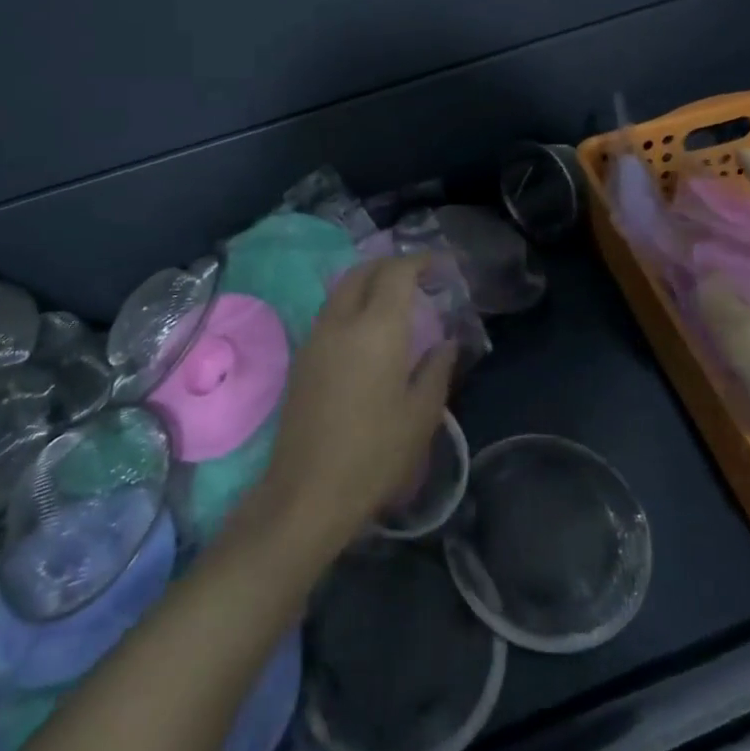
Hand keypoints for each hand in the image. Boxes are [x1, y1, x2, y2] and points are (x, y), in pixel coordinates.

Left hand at [248, 257, 455, 556]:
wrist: (308, 490)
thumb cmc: (375, 454)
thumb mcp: (421, 415)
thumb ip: (437, 370)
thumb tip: (447, 342)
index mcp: (377, 328)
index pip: (396, 272)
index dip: (418, 261)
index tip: (438, 265)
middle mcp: (342, 321)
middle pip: (363, 272)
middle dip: (390, 265)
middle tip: (417, 276)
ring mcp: (316, 337)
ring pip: (342, 289)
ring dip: (368, 282)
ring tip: (393, 299)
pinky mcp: (302, 357)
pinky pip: (330, 312)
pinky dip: (351, 303)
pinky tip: (367, 329)